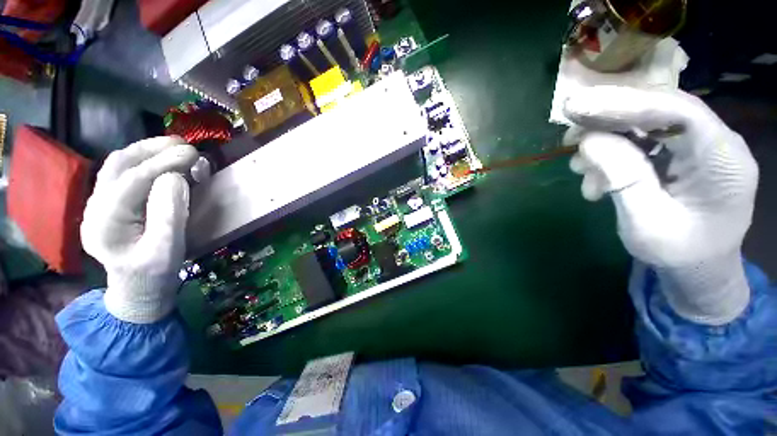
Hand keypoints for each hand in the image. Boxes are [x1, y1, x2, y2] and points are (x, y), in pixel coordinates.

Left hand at [81, 137, 198, 322]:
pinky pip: (122, 173)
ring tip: (174, 146)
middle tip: (184, 145)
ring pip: (117, 165)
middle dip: (152, 149)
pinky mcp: (109, 203)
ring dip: (146, 150)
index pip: (133, 181)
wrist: (137, 289)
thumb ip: (170, 214)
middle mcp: (94, 207)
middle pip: (119, 165)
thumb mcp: (168, 250)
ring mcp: (98, 204)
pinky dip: (143, 160)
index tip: (193, 153)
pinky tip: (160, 159)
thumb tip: (176, 178)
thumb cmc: (155, 274)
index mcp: (104, 223)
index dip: (163, 163)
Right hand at [564, 86, 758, 324]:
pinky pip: (643, 140)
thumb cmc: (679, 255)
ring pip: (647, 123)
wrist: (699, 271)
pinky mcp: (682, 153)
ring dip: (606, 140)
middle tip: (568, 133)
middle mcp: (716, 142)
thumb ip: (622, 179)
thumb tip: (589, 141)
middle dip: (608, 118)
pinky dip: (612, 153)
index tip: (576, 107)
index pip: (677, 111)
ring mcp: (699, 146)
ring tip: (579, 168)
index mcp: (723, 160)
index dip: (625, 104)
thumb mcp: (646, 224)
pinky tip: (595, 178)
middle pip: (660, 109)